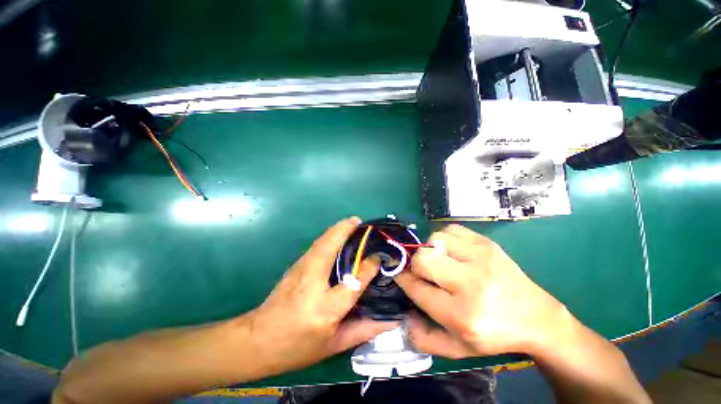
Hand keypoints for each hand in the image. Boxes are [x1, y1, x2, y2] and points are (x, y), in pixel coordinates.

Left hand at [242, 217, 396, 375]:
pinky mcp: (295, 265)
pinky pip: (317, 244)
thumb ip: (365, 329)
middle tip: (362, 222)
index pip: (355, 280)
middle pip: (331, 246)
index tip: (379, 256)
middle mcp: (313, 282)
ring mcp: (300, 269)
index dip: (369, 265)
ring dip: (338, 229)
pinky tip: (338, 235)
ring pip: (322, 241)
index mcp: (326, 308)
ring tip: (353, 223)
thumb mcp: (334, 345)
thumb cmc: (298, 346)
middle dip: (347, 229)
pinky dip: (330, 235)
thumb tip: (392, 320)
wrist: (257, 340)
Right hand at [395, 224, 568, 358]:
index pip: (417, 288)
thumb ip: (425, 339)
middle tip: (424, 272)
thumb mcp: (459, 349)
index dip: (403, 279)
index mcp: (462, 315)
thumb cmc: (494, 334)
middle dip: (416, 265)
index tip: (401, 276)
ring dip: (430, 249)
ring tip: (439, 260)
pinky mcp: (486, 243)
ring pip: (435, 239)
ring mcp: (481, 258)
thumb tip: (404, 316)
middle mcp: (471, 283)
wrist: (536, 317)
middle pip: (423, 259)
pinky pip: (451, 229)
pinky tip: (451, 250)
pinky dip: (444, 238)